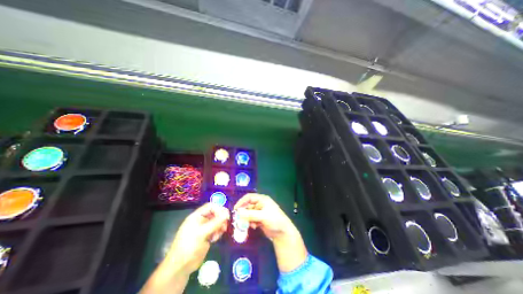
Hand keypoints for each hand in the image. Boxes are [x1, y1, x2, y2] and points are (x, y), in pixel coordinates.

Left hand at [141, 202, 229, 293]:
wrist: (180, 267)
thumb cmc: (189, 247)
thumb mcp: (202, 233)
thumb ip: (215, 223)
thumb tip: (227, 214)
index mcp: (196, 216)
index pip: (210, 206)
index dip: (218, 209)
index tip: (226, 216)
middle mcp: (201, 220)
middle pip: (215, 213)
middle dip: (221, 218)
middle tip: (225, 225)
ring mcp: (204, 228)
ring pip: (216, 222)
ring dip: (220, 226)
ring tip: (220, 233)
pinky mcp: (207, 236)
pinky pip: (216, 230)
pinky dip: (218, 232)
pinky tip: (215, 239)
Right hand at [233, 193, 306, 272]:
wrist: (283, 232)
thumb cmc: (274, 220)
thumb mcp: (262, 216)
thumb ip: (250, 214)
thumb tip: (238, 213)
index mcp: (262, 199)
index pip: (249, 197)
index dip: (242, 202)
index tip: (235, 209)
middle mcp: (260, 204)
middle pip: (248, 206)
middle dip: (244, 212)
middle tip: (238, 219)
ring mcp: (260, 212)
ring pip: (249, 213)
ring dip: (247, 219)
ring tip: (248, 225)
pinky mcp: (260, 219)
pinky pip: (251, 219)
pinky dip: (250, 222)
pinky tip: (253, 227)